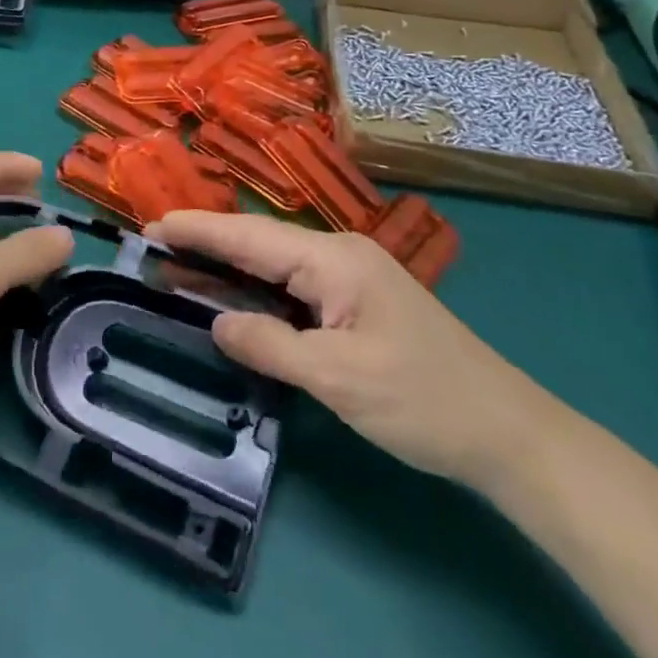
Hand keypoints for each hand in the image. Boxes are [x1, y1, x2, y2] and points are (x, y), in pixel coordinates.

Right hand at [148, 211, 555, 490]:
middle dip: (206, 243)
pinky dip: (256, 290)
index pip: (251, 237)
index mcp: (333, 259)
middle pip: (259, 243)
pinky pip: (293, 288)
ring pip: (274, 265)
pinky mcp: (356, 305)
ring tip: (176, 268)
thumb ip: (270, 345)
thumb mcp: (338, 378)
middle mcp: (339, 256)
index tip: (152, 225)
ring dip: (228, 266)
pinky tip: (231, 297)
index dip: (199, 230)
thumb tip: (216, 322)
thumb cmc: (422, 400)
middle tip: (152, 246)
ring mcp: (350, 280)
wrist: (506, 432)